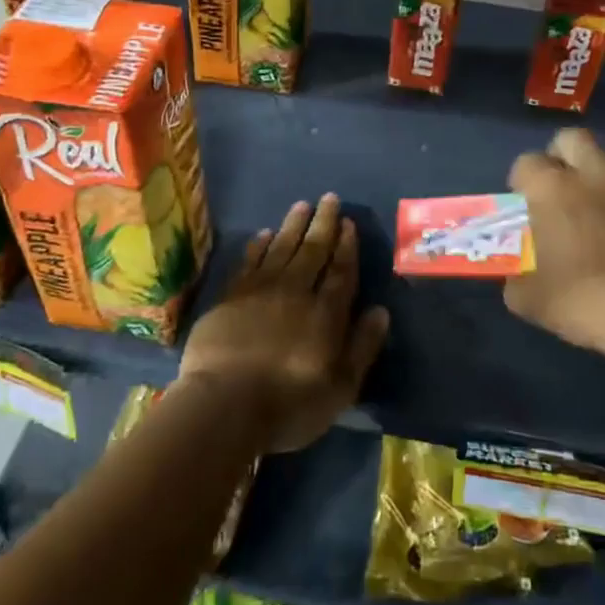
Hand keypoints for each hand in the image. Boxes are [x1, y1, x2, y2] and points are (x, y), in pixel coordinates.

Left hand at [179, 194, 389, 454]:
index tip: (348, 223)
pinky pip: (249, 261)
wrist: (224, 406)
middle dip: (323, 223)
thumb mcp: (340, 387)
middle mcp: (296, 291)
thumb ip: (362, 346)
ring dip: (293, 225)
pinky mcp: (231, 297)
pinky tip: (264, 233)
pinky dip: (259, 245)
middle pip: (313, 250)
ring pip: (281, 247)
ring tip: (302, 205)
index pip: (340, 271)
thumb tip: (381, 310)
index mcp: (326, 312)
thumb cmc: (289, 404)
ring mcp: (260, 291)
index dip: (346, 246)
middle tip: (329, 198)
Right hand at [504, 128, 604, 361]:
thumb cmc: (589, 303)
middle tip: (565, 191)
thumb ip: (518, 281)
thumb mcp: (533, 303)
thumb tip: (518, 279)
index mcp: (554, 189)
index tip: (526, 205)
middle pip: (572, 139)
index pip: (526, 163)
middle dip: (564, 158)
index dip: (523, 181)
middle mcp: (596, 173)